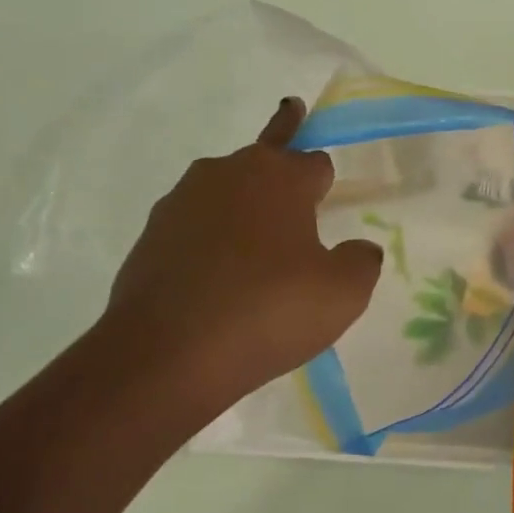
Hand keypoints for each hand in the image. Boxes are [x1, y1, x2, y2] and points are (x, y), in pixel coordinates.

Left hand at [100, 98, 383, 397]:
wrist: (166, 355)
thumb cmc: (268, 312)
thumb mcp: (343, 294)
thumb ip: (362, 261)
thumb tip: (360, 248)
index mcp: (279, 177)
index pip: (314, 160)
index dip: (325, 176)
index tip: (326, 182)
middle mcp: (227, 173)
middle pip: (264, 156)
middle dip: (280, 156)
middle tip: (287, 163)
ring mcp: (181, 201)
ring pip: (225, 189)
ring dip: (244, 202)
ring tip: (257, 239)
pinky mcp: (151, 235)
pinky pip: (195, 225)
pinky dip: (211, 238)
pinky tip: (220, 274)